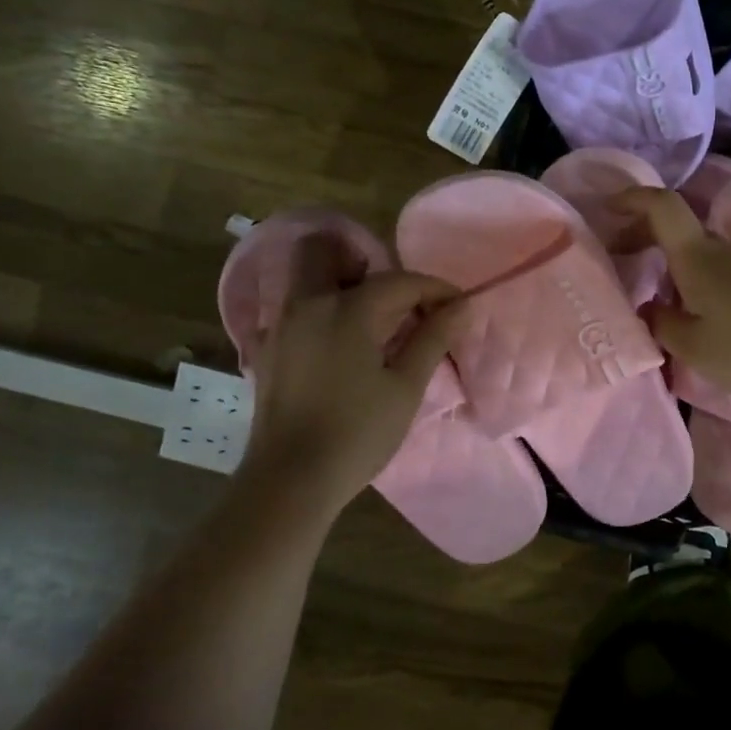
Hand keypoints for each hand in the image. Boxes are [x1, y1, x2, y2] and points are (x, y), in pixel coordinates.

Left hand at [240, 234, 463, 506]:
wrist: (291, 479)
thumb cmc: (358, 433)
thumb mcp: (405, 387)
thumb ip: (432, 339)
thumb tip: (461, 305)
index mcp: (347, 311)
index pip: (398, 281)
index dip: (434, 288)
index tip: (457, 304)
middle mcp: (307, 305)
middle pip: (325, 250)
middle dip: (364, 261)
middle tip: (396, 296)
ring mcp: (281, 326)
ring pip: (305, 276)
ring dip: (339, 280)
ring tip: (373, 318)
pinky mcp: (269, 349)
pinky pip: (296, 307)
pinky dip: (322, 307)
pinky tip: (344, 344)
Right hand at [616, 187, 730, 402]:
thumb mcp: (692, 347)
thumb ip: (662, 324)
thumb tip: (651, 309)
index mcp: (697, 256)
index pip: (662, 206)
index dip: (633, 199)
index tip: (609, 207)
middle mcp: (726, 248)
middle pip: (681, 231)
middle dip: (648, 237)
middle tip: (626, 259)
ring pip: (708, 253)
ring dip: (681, 265)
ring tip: (668, 300)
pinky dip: (709, 279)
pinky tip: (712, 314)